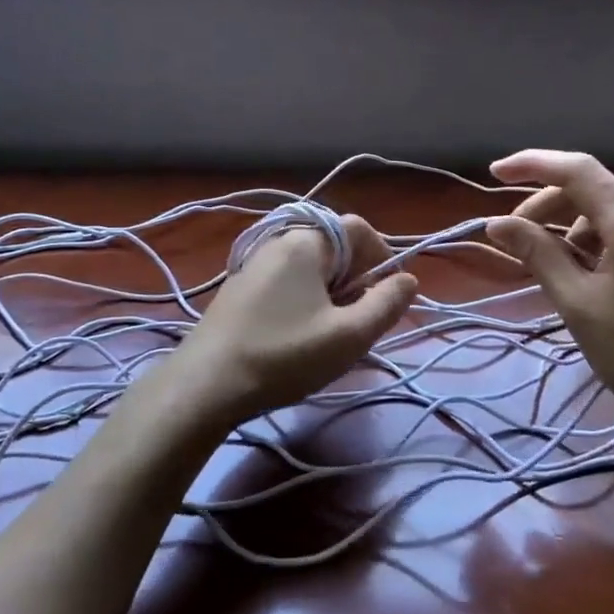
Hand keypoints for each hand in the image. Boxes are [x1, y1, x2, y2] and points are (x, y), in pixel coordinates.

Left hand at [174, 214, 419, 421]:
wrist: (204, 385)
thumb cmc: (284, 355)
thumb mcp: (348, 336)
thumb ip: (386, 304)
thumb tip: (408, 280)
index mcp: (306, 242)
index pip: (359, 228)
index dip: (383, 258)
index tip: (387, 297)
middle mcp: (278, 241)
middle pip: (335, 247)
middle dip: (357, 280)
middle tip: (358, 323)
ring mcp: (254, 265)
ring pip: (311, 268)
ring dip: (332, 294)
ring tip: (330, 334)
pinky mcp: (240, 289)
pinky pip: (287, 283)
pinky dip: (305, 301)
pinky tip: (298, 337)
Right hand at [484, 150, 613, 454]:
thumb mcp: (578, 304)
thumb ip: (538, 254)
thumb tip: (497, 223)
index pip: (578, 171)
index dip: (532, 164)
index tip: (495, 174)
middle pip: (594, 190)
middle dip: (548, 205)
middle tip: (518, 240)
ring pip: (613, 211)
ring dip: (574, 226)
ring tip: (555, 267)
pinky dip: (602, 240)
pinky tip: (590, 273)